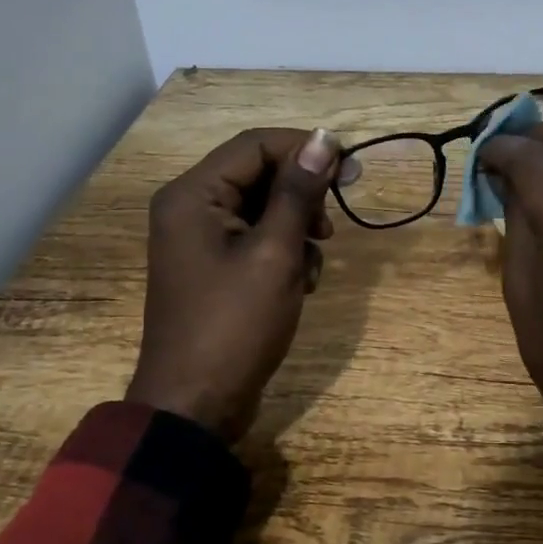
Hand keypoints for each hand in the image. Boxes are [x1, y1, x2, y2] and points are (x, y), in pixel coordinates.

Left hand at [127, 127, 339, 441]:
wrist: (196, 405)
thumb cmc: (234, 325)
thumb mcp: (275, 253)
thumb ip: (298, 192)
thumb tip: (326, 138)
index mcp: (193, 195)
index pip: (256, 145)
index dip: (306, 149)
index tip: (352, 169)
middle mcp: (190, 208)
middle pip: (259, 175)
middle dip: (302, 197)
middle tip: (332, 227)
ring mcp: (201, 240)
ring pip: (264, 209)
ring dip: (298, 229)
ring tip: (313, 264)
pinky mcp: (215, 268)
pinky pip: (257, 240)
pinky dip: (285, 254)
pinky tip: (301, 284)